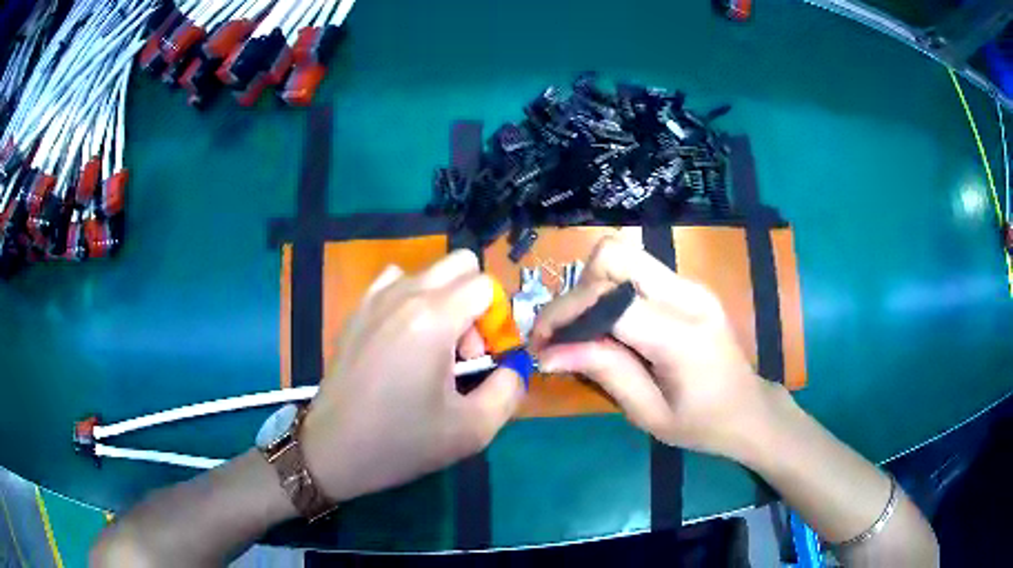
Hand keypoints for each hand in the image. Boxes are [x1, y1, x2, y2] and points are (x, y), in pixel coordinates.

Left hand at [301, 250, 524, 501]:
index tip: (483, 359)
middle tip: (462, 351)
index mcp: (434, 318)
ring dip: (443, 300)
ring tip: (432, 348)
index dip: (497, 320)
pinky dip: (410, 299)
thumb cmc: (402, 442)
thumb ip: (509, 389)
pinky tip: (403, 339)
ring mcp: (374, 299)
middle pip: (459, 264)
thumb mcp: (473, 429)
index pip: (485, 285)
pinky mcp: (357, 311)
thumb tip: (513, 366)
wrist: (334, 450)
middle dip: (474, 301)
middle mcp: (404, 295)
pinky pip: (394, 282)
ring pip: (428, 272)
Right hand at [530, 236, 775, 457]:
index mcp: (681, 335)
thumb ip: (603, 372)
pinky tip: (608, 326)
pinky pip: (637, 271)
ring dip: (592, 288)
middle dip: (577, 290)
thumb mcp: (649, 413)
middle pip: (614, 255)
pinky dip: (610, 291)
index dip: (567, 315)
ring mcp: (691, 285)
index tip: (541, 344)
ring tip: (582, 331)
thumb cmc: (702, 424)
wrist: (749, 409)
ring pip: (623, 256)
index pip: (610, 300)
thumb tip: (547, 353)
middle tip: (564, 332)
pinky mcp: (688, 286)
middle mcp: (688, 295)